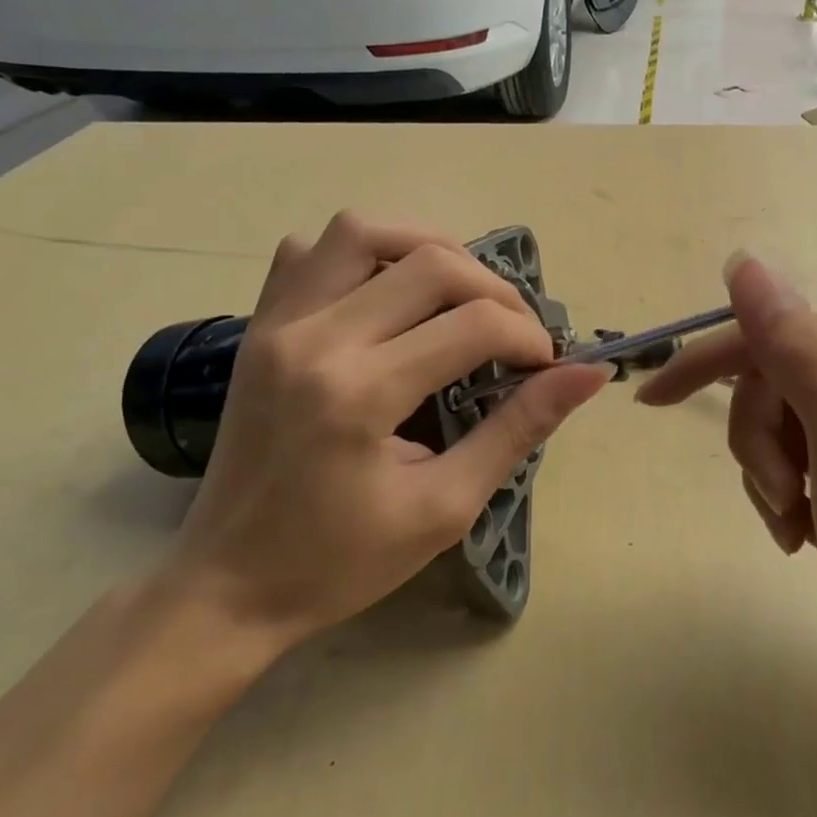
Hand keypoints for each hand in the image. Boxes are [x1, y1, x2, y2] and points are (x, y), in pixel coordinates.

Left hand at [168, 213, 607, 650]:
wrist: (227, 585)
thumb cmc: (339, 561)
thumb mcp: (444, 507)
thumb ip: (518, 430)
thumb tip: (588, 375)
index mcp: (360, 393)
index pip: (473, 325)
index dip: (528, 338)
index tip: (546, 365)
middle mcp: (314, 338)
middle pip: (430, 262)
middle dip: (494, 290)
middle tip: (514, 334)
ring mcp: (276, 324)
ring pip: (362, 231)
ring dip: (427, 249)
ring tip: (459, 294)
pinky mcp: (257, 326)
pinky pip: (308, 253)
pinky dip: (358, 254)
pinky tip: (384, 293)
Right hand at [635, 253, 816, 701]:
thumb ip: (797, 355)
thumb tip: (745, 264)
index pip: (776, 337)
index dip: (710, 364)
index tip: (651, 399)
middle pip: (773, 379)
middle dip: (759, 442)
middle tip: (783, 498)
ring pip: (776, 415)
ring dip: (768, 471)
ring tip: (796, 521)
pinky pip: (794, 445)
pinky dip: (784, 486)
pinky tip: (805, 526)